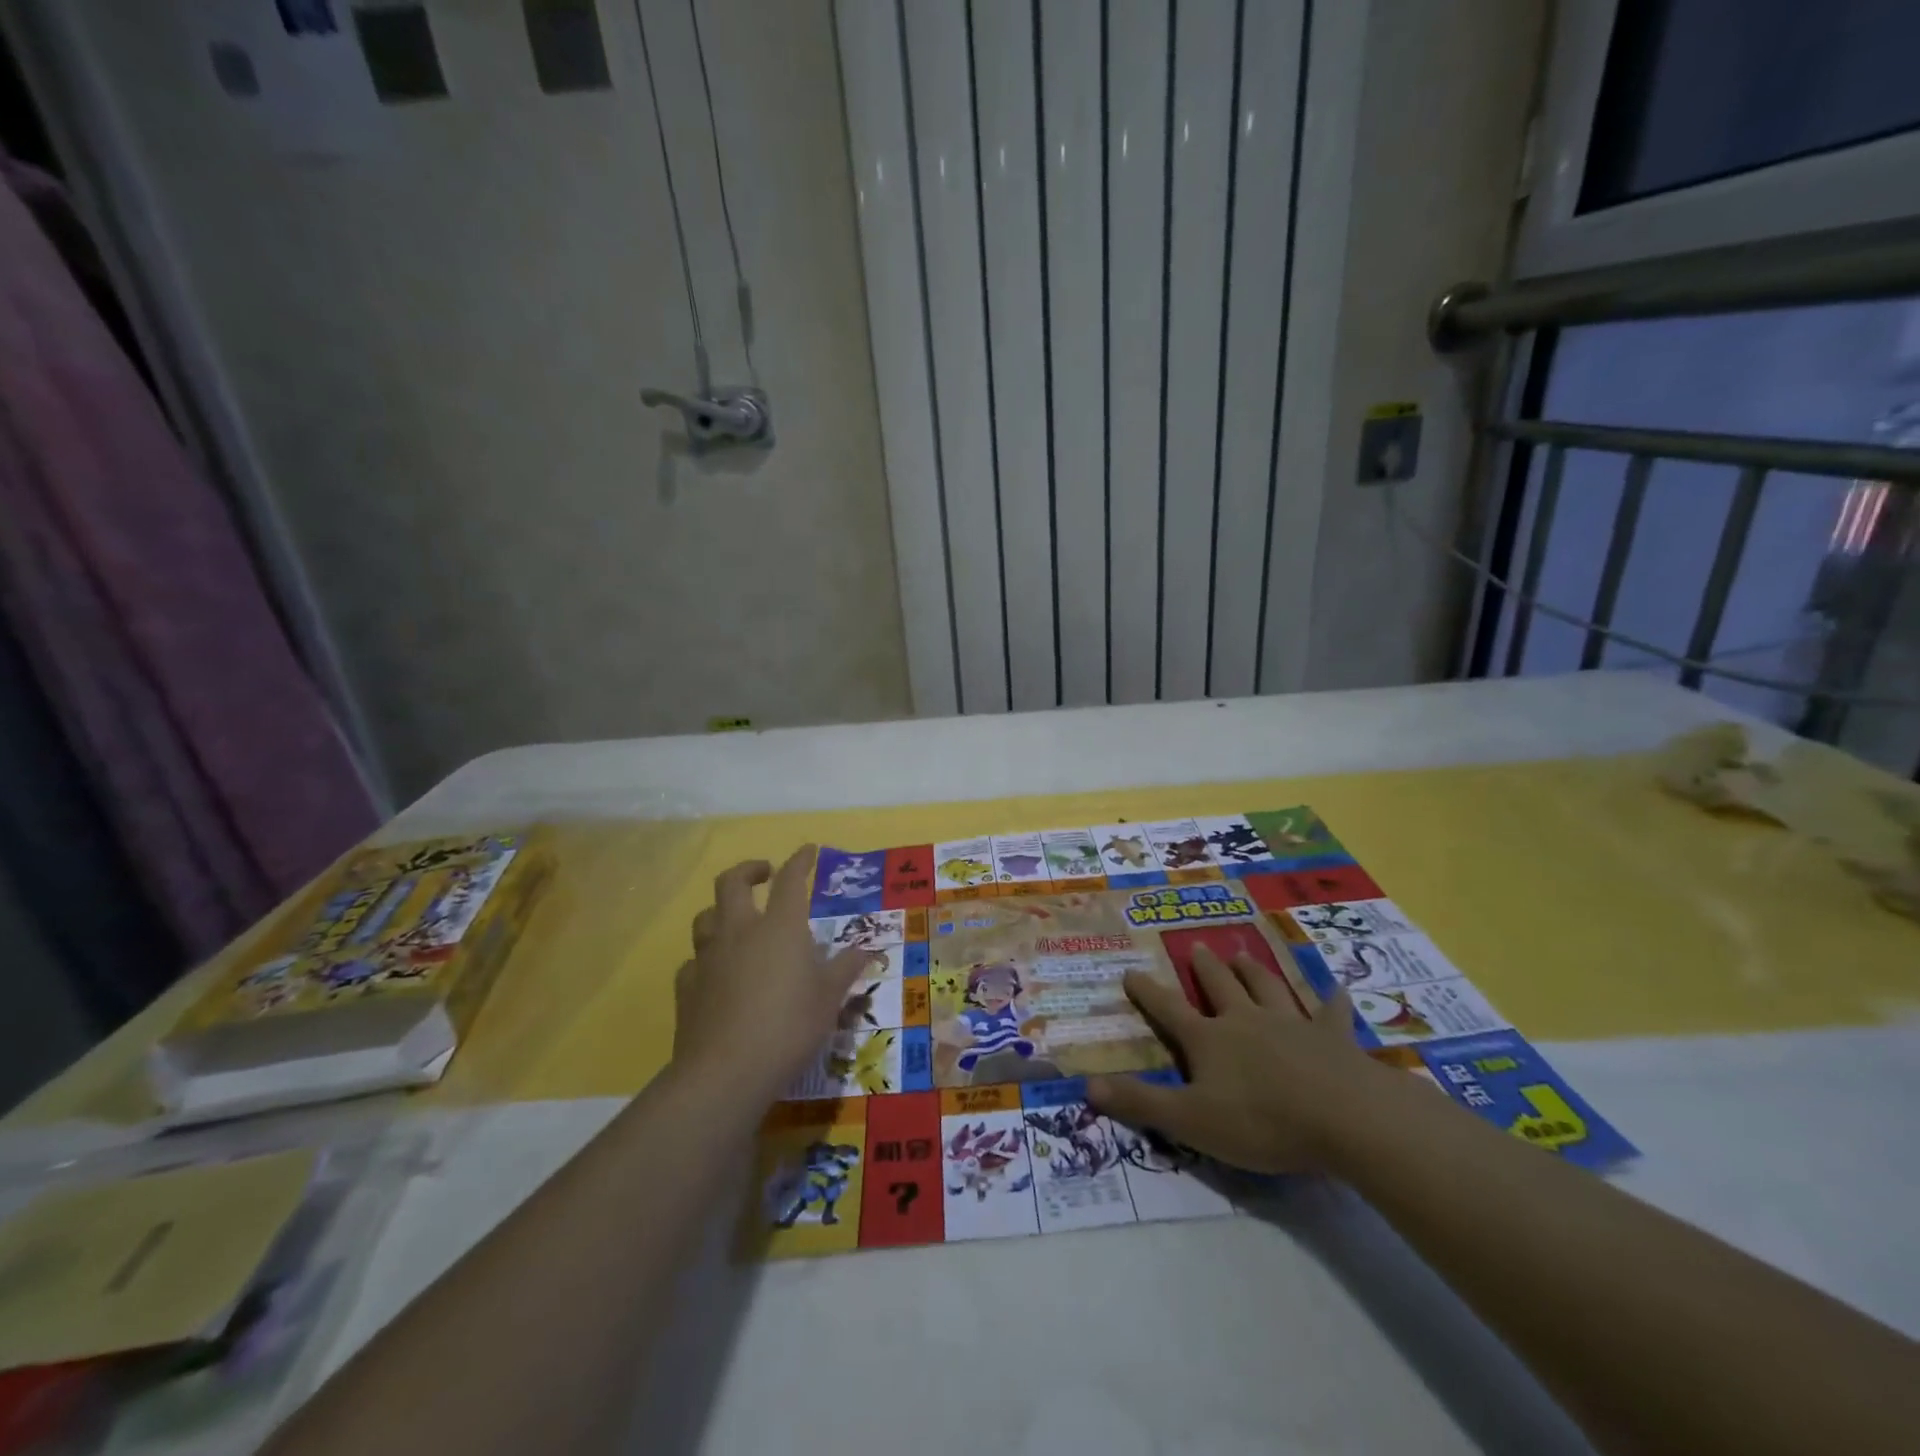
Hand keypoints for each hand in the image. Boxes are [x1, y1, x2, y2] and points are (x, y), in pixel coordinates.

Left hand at [673, 847, 869, 1101]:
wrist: (726, 1072)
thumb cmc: (789, 1026)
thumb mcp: (830, 998)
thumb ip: (845, 968)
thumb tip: (864, 950)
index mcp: (780, 927)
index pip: (790, 880)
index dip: (800, 861)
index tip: (808, 851)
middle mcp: (740, 931)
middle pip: (732, 882)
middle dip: (748, 869)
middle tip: (764, 873)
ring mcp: (708, 958)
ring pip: (706, 917)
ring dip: (721, 910)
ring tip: (737, 920)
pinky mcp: (687, 987)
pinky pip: (694, 961)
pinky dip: (706, 958)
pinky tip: (717, 973)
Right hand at [1087, 946, 1380, 1172]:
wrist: (1345, 1117)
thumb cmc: (1261, 1121)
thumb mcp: (1190, 1120)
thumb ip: (1140, 1102)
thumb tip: (1087, 1085)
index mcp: (1209, 1039)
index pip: (1168, 1010)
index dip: (1147, 992)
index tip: (1130, 972)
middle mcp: (1246, 1020)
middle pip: (1220, 986)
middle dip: (1206, 968)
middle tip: (1199, 947)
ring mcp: (1291, 1024)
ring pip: (1267, 988)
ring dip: (1253, 971)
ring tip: (1243, 954)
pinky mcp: (1332, 1038)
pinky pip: (1331, 1014)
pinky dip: (1333, 1001)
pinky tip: (1339, 989)